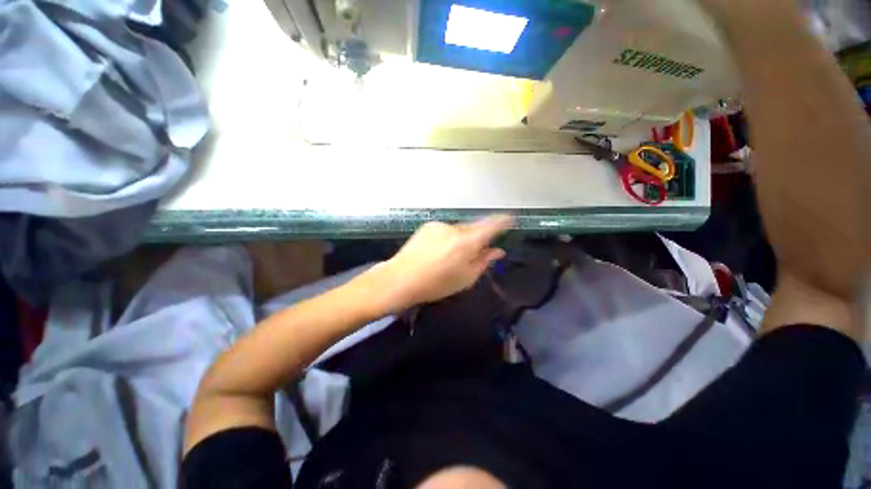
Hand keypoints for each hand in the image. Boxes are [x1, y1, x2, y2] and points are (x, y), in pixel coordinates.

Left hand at [371, 215, 513, 311]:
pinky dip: (447, 238)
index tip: (509, 220)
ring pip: (459, 229)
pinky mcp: (428, 226)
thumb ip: (484, 261)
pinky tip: (437, 251)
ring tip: (450, 256)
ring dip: (461, 239)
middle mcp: (455, 228)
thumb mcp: (466, 278)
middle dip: (477, 237)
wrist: (401, 278)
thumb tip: (497, 251)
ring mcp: (440, 225)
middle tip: (474, 253)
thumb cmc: (436, 284)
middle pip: (474, 228)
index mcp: (467, 242)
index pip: (491, 225)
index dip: (502, 221)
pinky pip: (445, 230)